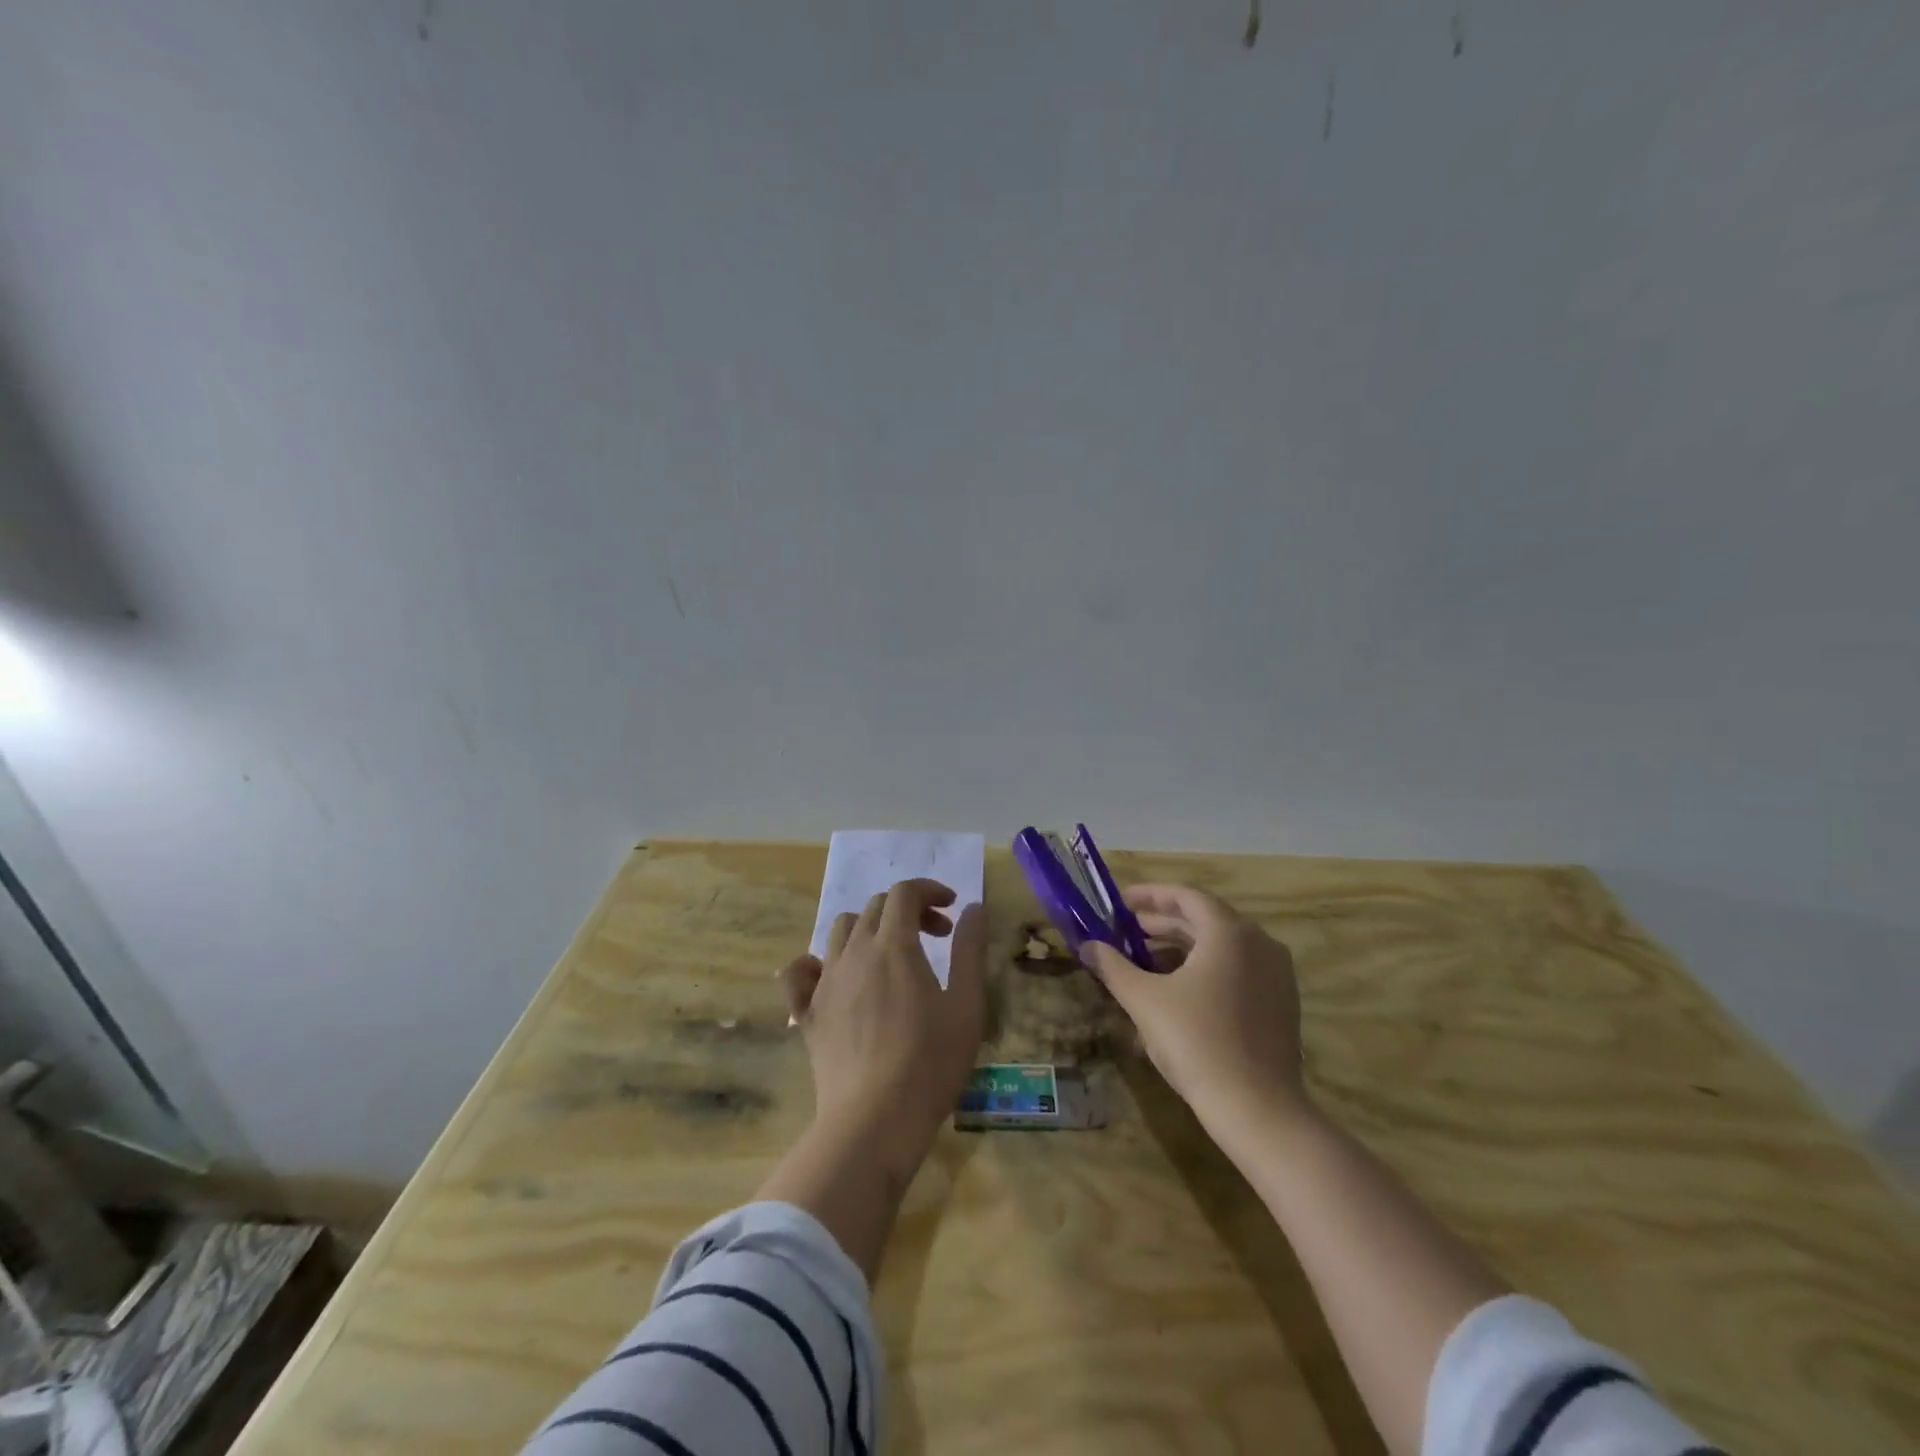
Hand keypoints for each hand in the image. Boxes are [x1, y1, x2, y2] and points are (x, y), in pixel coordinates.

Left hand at [779, 879, 985, 1174]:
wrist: (875, 1121)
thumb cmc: (931, 1061)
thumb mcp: (966, 1004)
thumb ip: (970, 950)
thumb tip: (974, 908)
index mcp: (894, 945)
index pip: (904, 893)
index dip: (930, 891)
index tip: (952, 909)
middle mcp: (854, 952)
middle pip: (875, 907)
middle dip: (908, 911)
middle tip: (936, 936)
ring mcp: (825, 982)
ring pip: (840, 931)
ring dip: (869, 929)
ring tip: (891, 955)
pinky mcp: (808, 1014)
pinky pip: (798, 973)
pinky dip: (813, 963)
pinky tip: (829, 976)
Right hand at [1080, 883, 1308, 1136]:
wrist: (1258, 1109)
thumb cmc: (1197, 1042)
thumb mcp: (1144, 1000)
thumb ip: (1113, 966)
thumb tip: (1087, 946)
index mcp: (1229, 933)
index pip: (1187, 896)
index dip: (1151, 895)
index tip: (1121, 902)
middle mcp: (1259, 943)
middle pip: (1205, 919)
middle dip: (1163, 922)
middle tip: (1127, 930)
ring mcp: (1276, 974)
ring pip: (1222, 946)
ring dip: (1182, 946)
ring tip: (1146, 959)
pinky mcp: (1281, 1002)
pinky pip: (1238, 968)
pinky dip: (1206, 967)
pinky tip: (1179, 989)